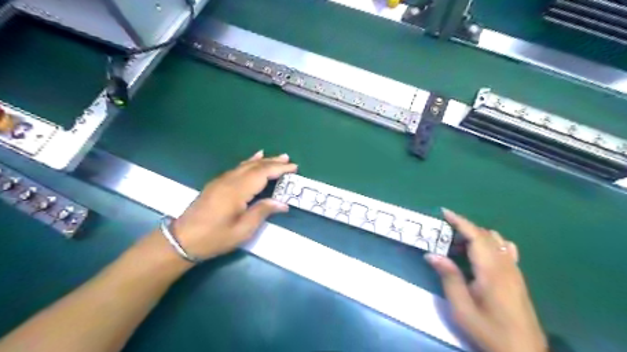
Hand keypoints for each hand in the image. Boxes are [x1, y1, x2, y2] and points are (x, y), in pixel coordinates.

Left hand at [170, 150, 296, 260]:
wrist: (182, 240)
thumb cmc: (214, 238)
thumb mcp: (242, 230)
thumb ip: (262, 212)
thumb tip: (282, 203)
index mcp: (237, 191)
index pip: (263, 174)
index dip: (279, 169)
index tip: (294, 168)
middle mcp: (229, 180)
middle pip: (255, 166)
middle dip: (273, 162)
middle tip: (288, 159)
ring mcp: (221, 181)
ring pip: (245, 165)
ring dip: (262, 161)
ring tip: (276, 157)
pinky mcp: (216, 184)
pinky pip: (237, 168)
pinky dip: (249, 163)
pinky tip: (253, 160)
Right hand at [426, 208, 549, 350]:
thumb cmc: (489, 330)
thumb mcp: (462, 308)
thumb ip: (449, 278)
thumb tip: (431, 254)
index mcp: (491, 271)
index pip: (476, 236)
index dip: (460, 221)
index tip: (444, 212)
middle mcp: (505, 265)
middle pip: (486, 235)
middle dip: (464, 228)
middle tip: (444, 234)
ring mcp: (514, 271)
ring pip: (496, 241)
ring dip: (476, 236)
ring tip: (458, 245)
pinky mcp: (517, 278)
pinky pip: (505, 250)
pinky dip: (490, 243)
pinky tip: (480, 254)